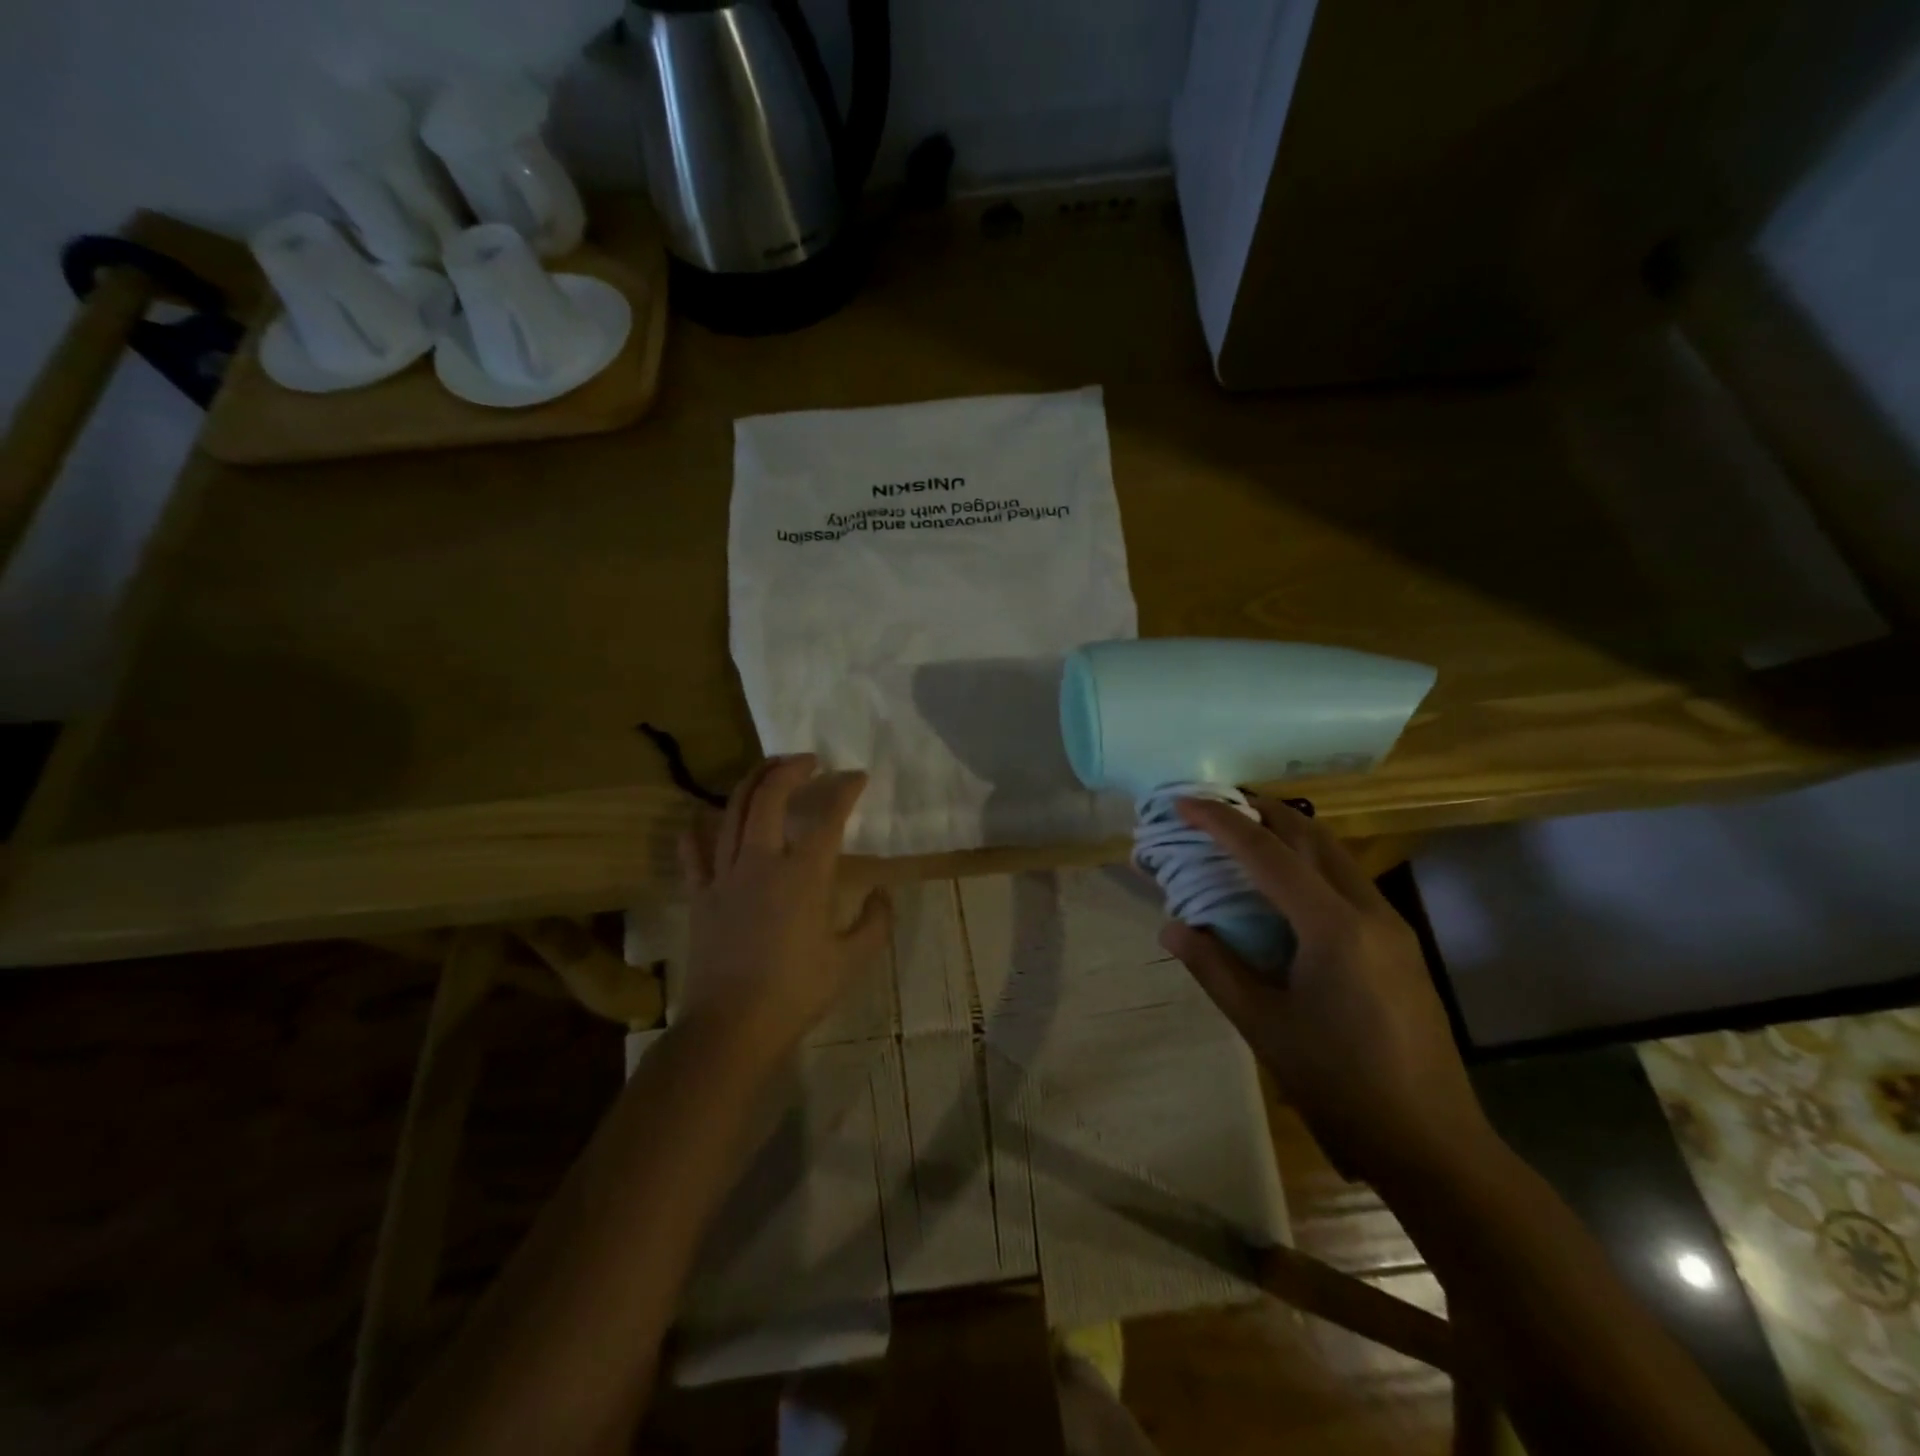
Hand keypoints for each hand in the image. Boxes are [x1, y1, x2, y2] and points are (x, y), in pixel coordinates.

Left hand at [678, 755, 892, 1066]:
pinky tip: (706, 820)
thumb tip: (881, 893)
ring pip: (732, 812)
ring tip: (768, 771)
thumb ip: (876, 922)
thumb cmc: (798, 992)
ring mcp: (724, 876)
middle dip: (790, 769)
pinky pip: (694, 852)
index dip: (845, 790)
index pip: (828, 817)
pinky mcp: (700, 895)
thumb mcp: (852, 960)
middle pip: (770, 797)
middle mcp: (762, 862)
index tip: (858, 777)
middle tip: (809, 760)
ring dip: (752, 783)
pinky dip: (699, 830)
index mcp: (804, 875)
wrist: (732, 1027)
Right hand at [1159, 796, 1493, 1186]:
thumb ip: (1214, 968)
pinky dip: (1308, 865)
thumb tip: (1171, 927)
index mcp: (1333, 927)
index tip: (1182, 802)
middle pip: (1311, 835)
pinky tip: (1283, 890)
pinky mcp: (1400, 947)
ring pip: (1335, 855)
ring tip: (1242, 836)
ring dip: (1288, 835)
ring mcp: (1392, 927)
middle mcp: (1369, 911)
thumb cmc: (1340, 1086)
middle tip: (1214, 806)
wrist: (1433, 1146)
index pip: (1266, 854)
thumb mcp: (1263, 1026)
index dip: (1220, 822)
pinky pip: (1347, 883)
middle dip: (1260, 811)